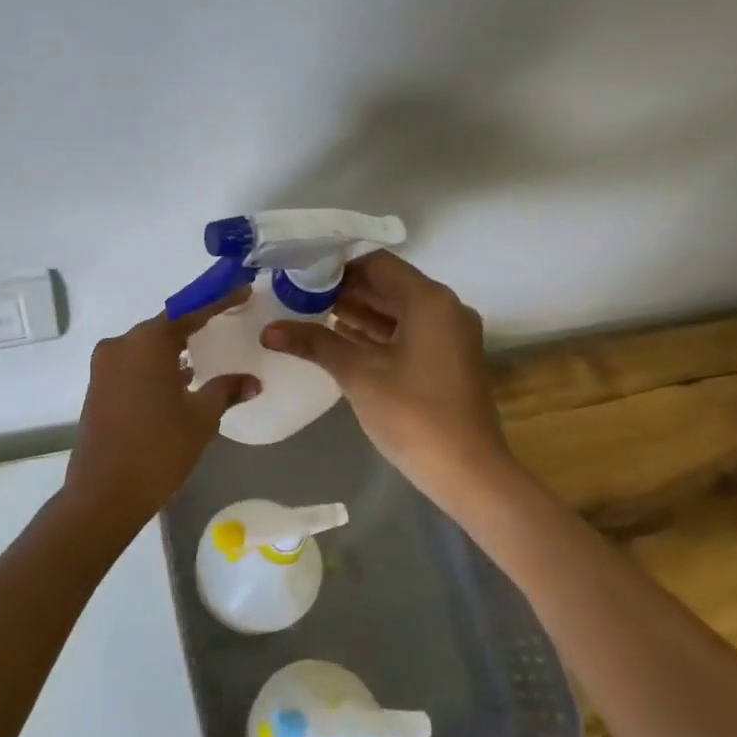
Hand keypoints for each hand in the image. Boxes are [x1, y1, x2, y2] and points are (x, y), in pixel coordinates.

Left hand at [61, 291, 259, 531]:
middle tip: (226, 320)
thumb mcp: (201, 418)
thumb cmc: (159, 449)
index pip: (190, 312)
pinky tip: (179, 379)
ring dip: (174, 348)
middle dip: (196, 324)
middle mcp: (122, 344)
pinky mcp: (98, 386)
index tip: (242, 290)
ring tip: (206, 352)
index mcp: (147, 342)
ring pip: (147, 347)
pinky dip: (157, 366)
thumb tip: (252, 381)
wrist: (104, 493)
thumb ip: (226, 390)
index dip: (219, 301)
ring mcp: (105, 365)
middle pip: (165, 326)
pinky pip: (134, 364)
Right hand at [260, 252, 509, 506]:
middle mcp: (445, 309)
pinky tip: (340, 340)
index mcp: (429, 301)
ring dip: (359, 312)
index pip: (377, 264)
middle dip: (345, 290)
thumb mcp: (358, 374)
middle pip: (388, 286)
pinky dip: (376, 333)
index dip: (338, 267)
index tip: (302, 276)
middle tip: (299, 296)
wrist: (467, 472)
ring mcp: (449, 336)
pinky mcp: (447, 360)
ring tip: (311, 316)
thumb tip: (268, 330)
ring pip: (397, 311)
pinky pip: (407, 333)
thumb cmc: (412, 413)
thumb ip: (314, 343)